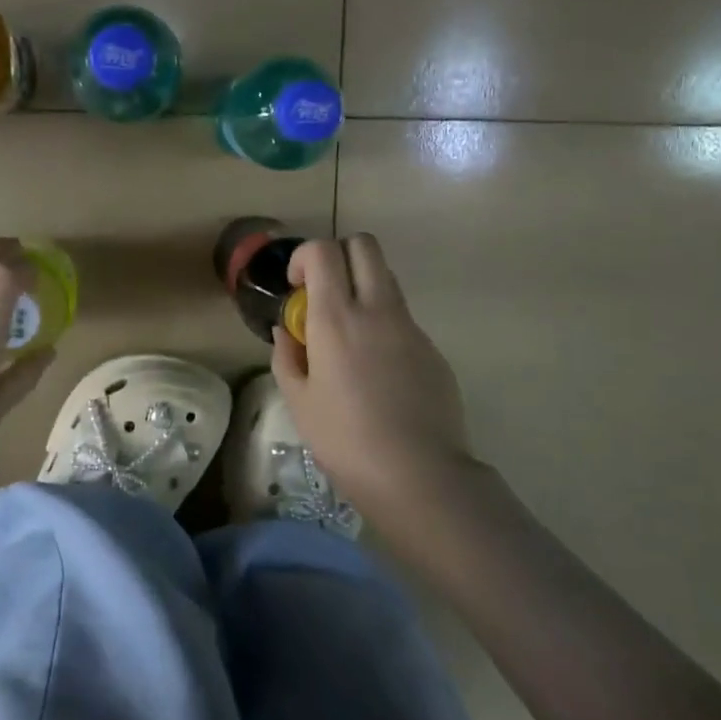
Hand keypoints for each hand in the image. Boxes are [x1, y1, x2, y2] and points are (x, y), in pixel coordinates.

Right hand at [272, 233, 472, 519]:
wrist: (419, 474)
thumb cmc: (345, 440)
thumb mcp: (298, 401)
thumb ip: (287, 356)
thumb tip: (287, 331)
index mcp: (336, 318)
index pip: (324, 250)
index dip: (305, 257)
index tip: (298, 287)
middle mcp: (377, 309)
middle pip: (364, 245)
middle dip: (339, 255)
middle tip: (324, 294)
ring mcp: (411, 327)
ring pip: (387, 278)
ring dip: (363, 288)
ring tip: (350, 336)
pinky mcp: (433, 349)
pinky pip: (404, 318)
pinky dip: (385, 325)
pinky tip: (379, 373)